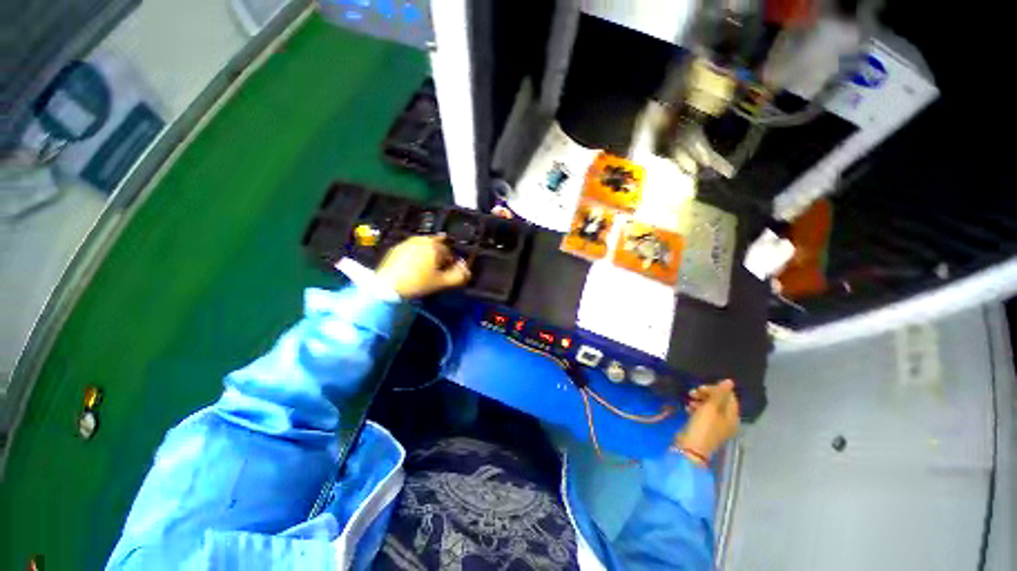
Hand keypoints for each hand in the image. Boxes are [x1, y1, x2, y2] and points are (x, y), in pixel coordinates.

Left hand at [376, 235, 470, 298]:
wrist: (388, 286)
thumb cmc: (417, 283)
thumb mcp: (441, 282)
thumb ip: (458, 276)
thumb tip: (466, 270)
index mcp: (433, 246)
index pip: (448, 251)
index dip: (451, 261)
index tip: (449, 270)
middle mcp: (420, 240)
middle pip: (435, 244)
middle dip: (439, 253)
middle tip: (439, 266)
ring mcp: (406, 243)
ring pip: (422, 245)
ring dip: (428, 252)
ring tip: (428, 265)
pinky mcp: (395, 249)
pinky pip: (411, 248)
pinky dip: (416, 254)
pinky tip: (414, 265)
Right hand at [675, 379, 739, 465]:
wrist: (691, 448)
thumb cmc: (703, 426)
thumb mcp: (711, 408)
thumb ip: (719, 393)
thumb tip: (730, 381)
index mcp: (733, 417)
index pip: (729, 396)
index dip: (715, 389)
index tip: (700, 388)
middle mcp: (727, 421)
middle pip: (719, 401)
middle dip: (706, 394)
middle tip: (692, 393)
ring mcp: (716, 425)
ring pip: (710, 406)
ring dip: (699, 400)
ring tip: (689, 400)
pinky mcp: (705, 427)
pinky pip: (703, 413)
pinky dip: (696, 408)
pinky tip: (688, 408)